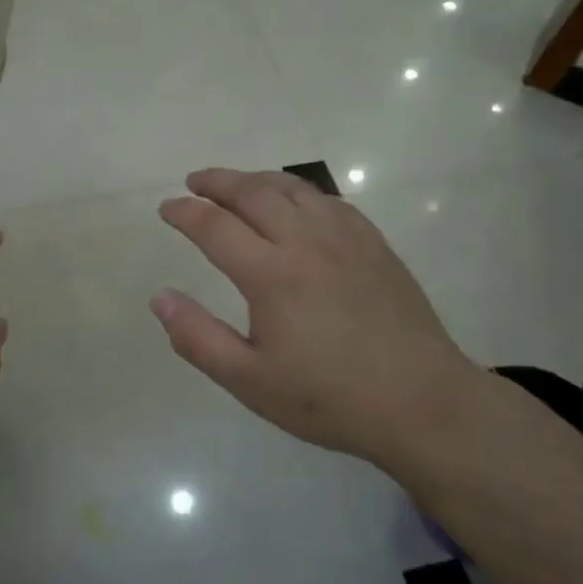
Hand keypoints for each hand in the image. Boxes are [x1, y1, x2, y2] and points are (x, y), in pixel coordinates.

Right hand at [153, 168, 483, 476]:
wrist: (423, 403)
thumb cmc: (330, 398)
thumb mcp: (250, 381)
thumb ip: (198, 338)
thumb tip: (159, 298)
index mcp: (272, 275)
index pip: (215, 226)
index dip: (185, 212)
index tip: (166, 208)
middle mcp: (306, 242)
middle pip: (253, 193)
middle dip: (217, 182)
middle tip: (194, 182)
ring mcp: (346, 239)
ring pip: (292, 189)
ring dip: (256, 180)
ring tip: (236, 184)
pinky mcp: (374, 245)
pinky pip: (328, 200)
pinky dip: (299, 191)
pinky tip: (295, 203)